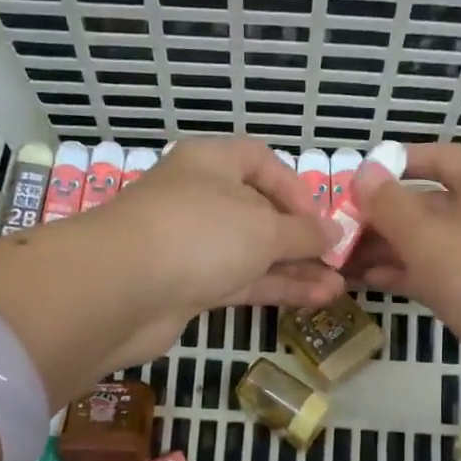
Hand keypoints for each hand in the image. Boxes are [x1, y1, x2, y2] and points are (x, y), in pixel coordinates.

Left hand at [0, 139, 341, 401]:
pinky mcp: (188, 285)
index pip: (261, 162)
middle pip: (259, 212)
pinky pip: (240, 280)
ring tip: (338, 288)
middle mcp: (201, 198)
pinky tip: (313, 299)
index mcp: (212, 163)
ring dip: (294, 269)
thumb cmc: (199, 235)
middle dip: (300, 238)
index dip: (295, 188)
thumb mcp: (262, 228)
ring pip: (252, 253)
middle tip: (338, 261)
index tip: (320, 220)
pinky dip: (274, 288)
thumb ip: (303, 233)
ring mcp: (192, 244)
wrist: (122, 289)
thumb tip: (335, 232)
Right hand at [349, 143, 460, 418]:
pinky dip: (399, 275)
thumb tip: (363, 173)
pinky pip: (429, 277)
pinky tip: (364, 280)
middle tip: (332, 227)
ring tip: (337, 256)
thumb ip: (390, 205)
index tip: (356, 177)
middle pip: (425, 205)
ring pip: (423, 245)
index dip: (398, 163)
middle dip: (380, 214)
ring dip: (383, 248)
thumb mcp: (429, 235)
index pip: (438, 159)